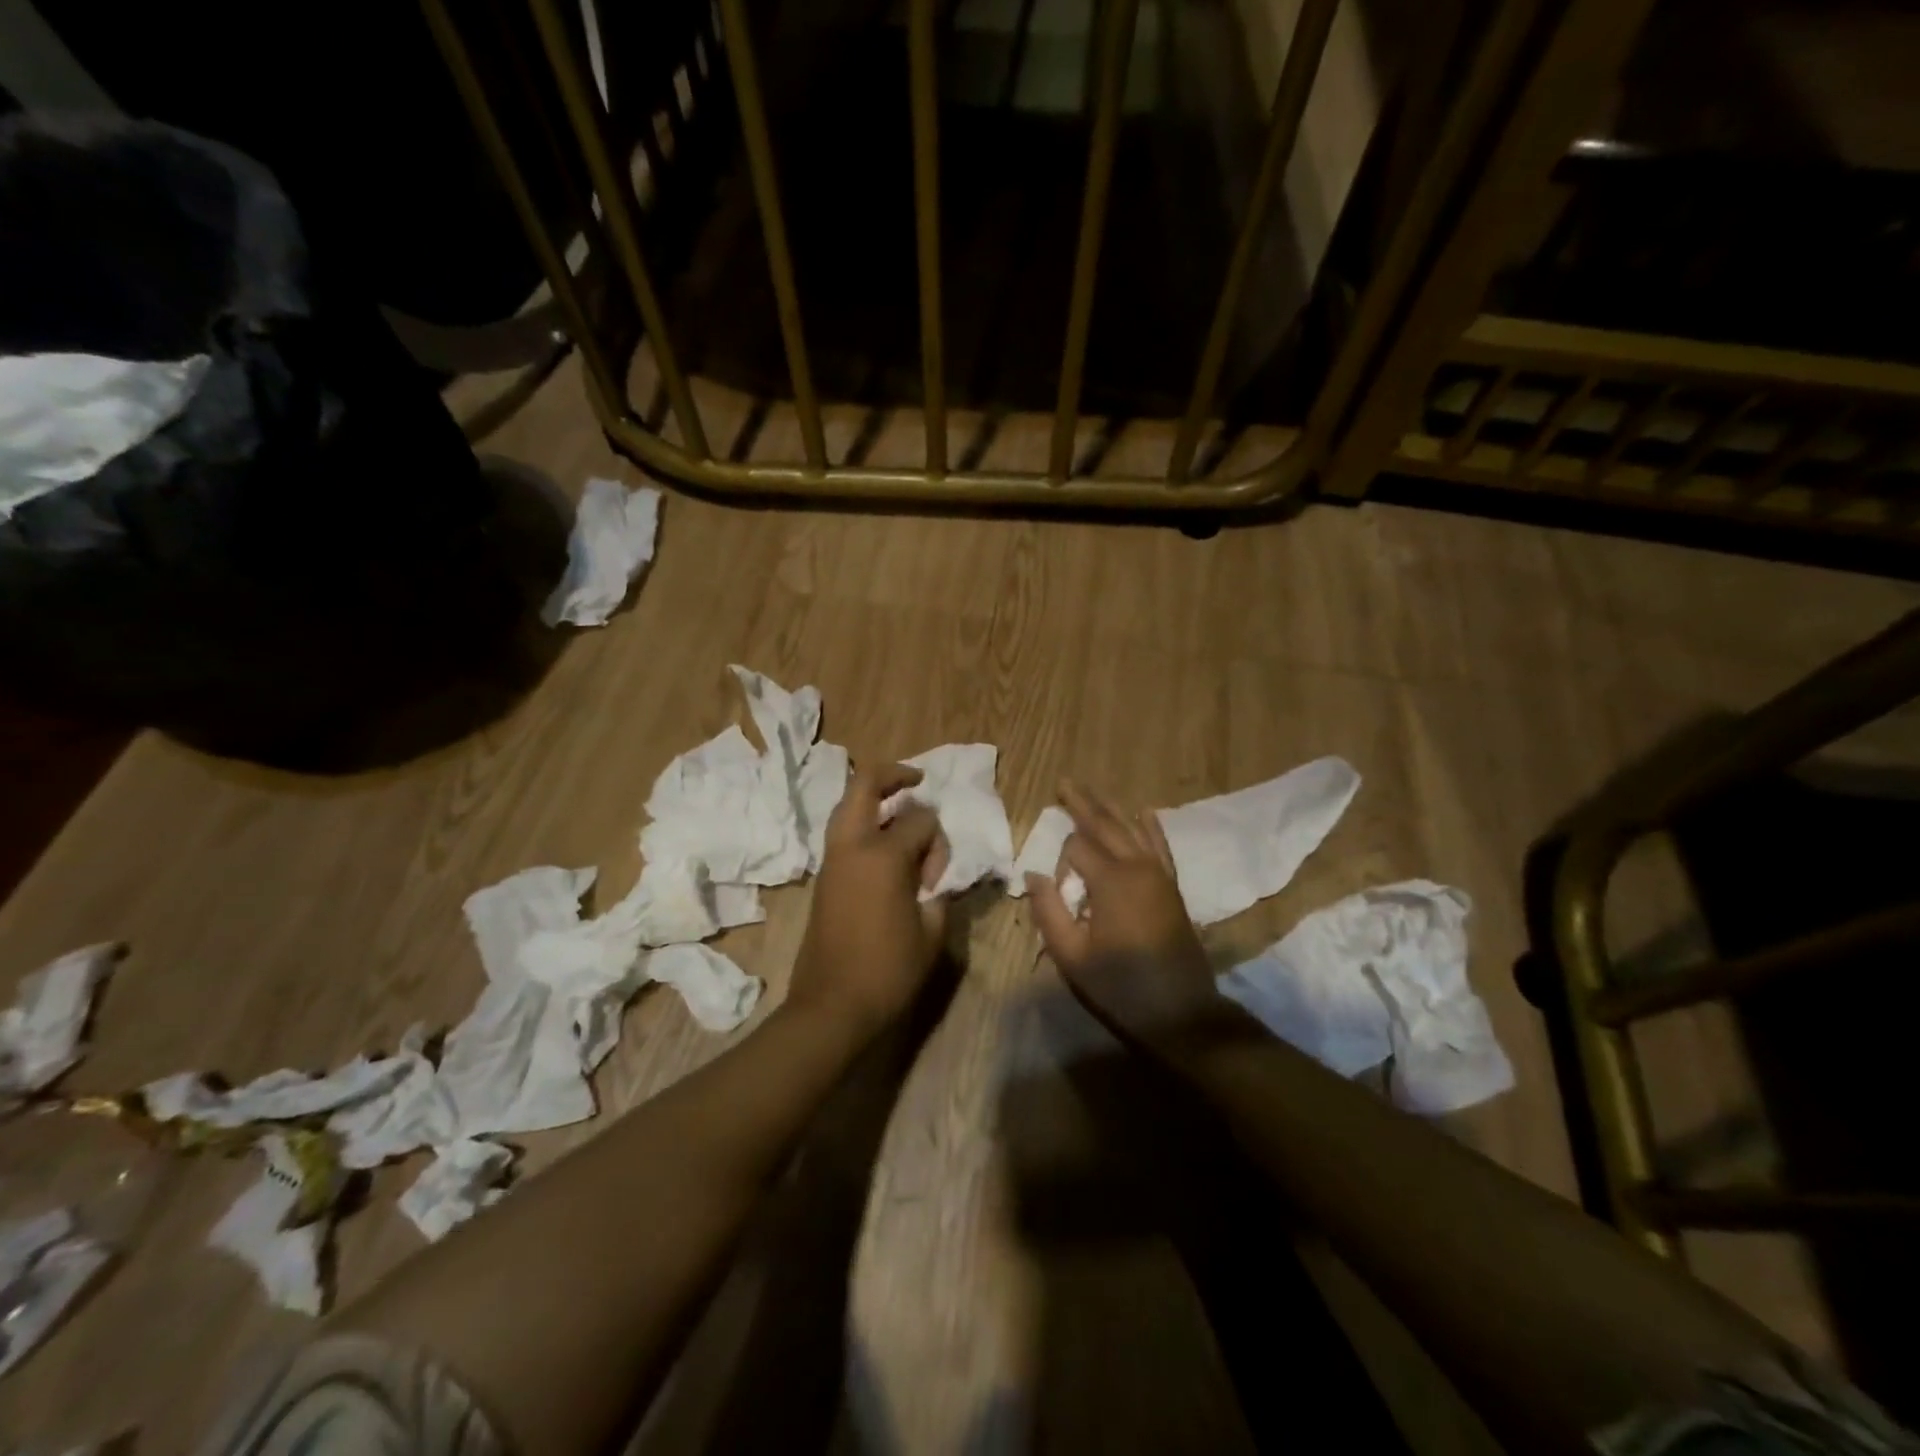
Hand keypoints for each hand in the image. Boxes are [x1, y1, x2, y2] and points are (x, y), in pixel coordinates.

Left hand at [789, 761, 951, 1042]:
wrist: (832, 1006)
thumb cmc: (888, 971)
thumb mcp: (931, 933)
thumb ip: (939, 893)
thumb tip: (934, 877)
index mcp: (882, 856)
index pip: (920, 820)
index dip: (938, 841)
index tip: (937, 877)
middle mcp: (852, 846)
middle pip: (864, 784)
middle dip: (892, 774)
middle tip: (917, 781)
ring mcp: (832, 860)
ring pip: (847, 806)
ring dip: (874, 798)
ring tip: (901, 808)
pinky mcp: (823, 878)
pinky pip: (842, 833)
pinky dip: (863, 823)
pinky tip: (884, 845)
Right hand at [1025, 782, 1222, 1048]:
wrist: (1181, 1012)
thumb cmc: (1120, 985)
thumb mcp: (1071, 955)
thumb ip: (1048, 910)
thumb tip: (1033, 874)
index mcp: (1111, 881)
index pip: (1077, 847)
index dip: (1060, 857)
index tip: (1054, 884)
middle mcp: (1137, 867)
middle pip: (1106, 824)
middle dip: (1083, 803)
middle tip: (1064, 782)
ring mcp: (1159, 874)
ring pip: (1132, 829)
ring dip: (1111, 808)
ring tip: (1092, 791)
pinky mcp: (1171, 886)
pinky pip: (1160, 846)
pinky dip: (1151, 827)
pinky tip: (1144, 811)